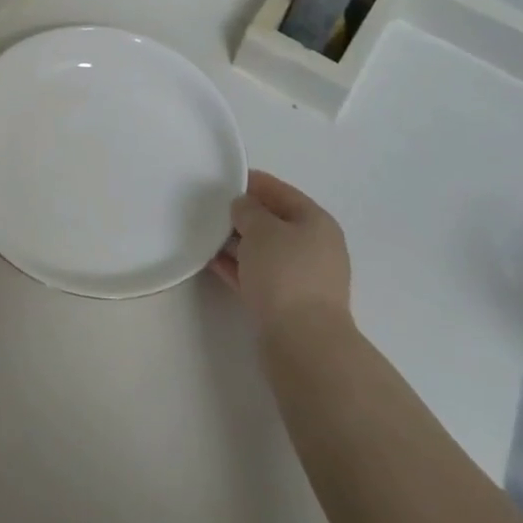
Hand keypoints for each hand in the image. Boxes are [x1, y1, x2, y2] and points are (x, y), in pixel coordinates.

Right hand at [210, 170, 352, 335]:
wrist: (303, 344)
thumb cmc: (285, 273)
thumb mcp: (261, 229)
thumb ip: (248, 210)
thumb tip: (243, 208)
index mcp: (316, 222)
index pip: (281, 191)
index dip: (252, 182)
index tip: (223, 178)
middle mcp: (314, 247)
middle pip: (273, 222)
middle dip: (243, 214)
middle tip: (210, 207)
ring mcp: (302, 278)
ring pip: (264, 250)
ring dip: (237, 242)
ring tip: (205, 233)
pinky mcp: (287, 304)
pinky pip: (258, 275)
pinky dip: (237, 266)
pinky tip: (211, 260)